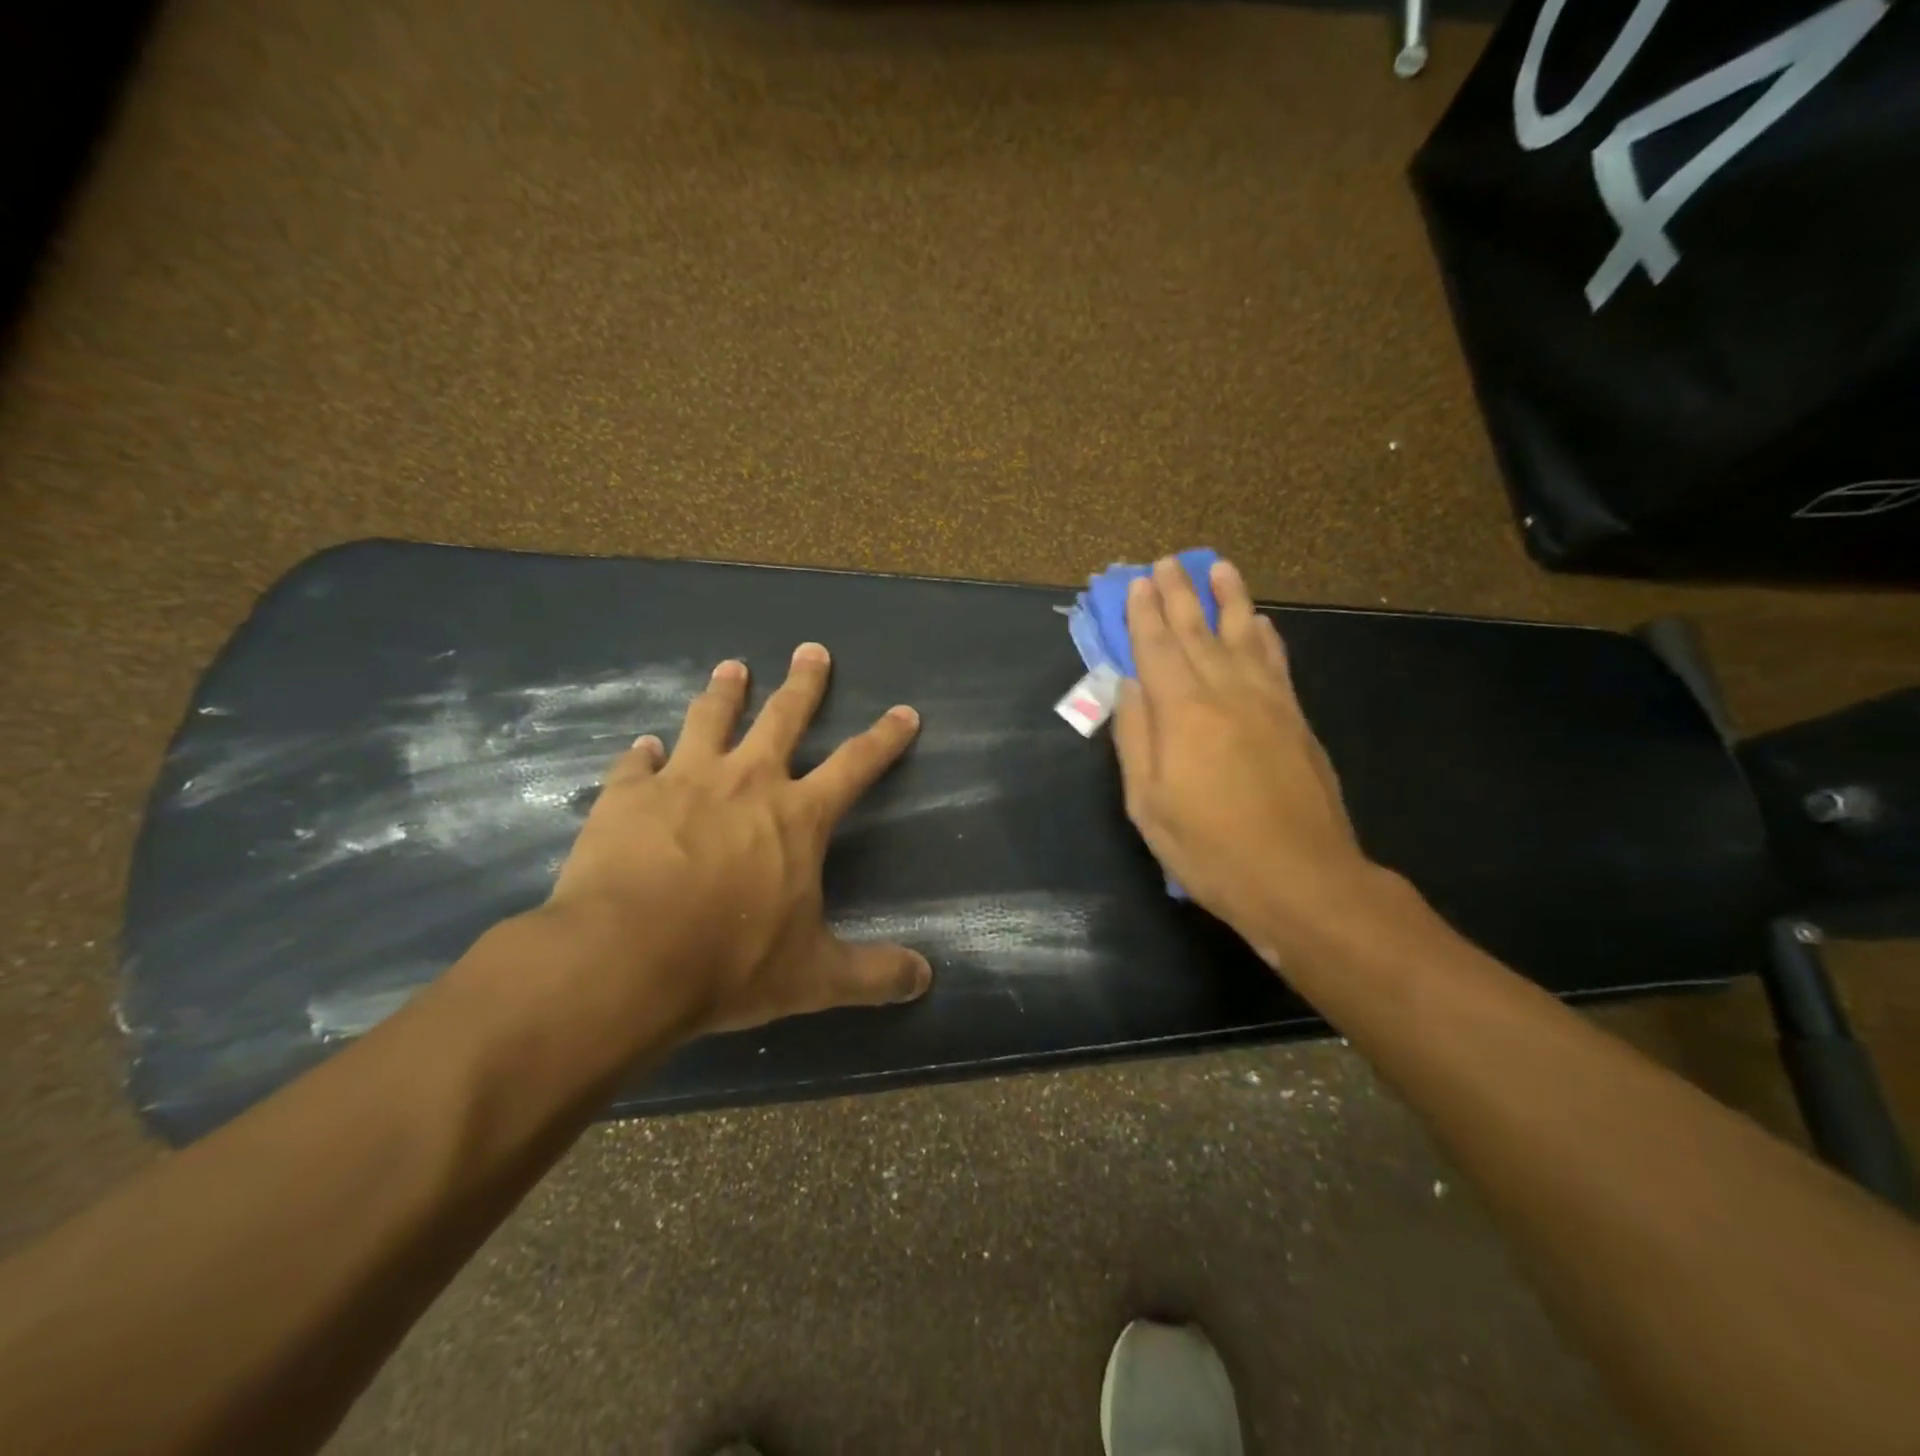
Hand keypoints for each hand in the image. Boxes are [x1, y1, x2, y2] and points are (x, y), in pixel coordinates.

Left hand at [538, 643, 931, 1040]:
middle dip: (803, 683)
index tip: (905, 711)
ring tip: (731, 668)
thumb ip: (873, 974)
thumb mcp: (814, 978)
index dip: (885, 737)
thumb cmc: (729, 962)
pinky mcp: (628, 795)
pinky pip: (638, 762)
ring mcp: (683, 781)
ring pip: (709, 719)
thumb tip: (926, 980)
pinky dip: (644, 753)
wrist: (623, 961)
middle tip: (810, 649)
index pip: (857, 764)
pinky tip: (643, 746)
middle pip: (783, 717)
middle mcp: (746, 782)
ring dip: (724, 692)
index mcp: (797, 816)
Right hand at [1112, 556, 1377, 966]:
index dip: (1144, 613)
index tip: (1136, 582)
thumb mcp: (1148, 803)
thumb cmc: (1210, 848)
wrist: (1301, 879)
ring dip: (1229, 599)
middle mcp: (1225, 692)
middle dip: (1179, 594)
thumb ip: (1135, 738)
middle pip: (1197, 631)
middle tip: (1167, 562)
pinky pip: (1277, 663)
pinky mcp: (1296, 719)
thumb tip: (1126, 685)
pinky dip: (1265, 637)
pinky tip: (1260, 622)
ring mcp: (1267, 702)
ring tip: (1219, 567)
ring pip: (1243, 635)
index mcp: (1182, 712)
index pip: (1157, 647)